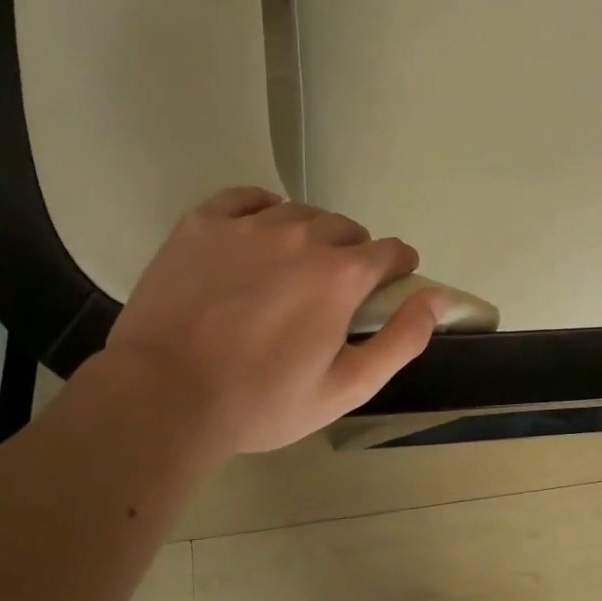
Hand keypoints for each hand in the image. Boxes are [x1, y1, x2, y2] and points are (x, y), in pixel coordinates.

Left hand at [104, 187, 441, 453]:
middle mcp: (302, 236)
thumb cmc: (261, 402)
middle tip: (331, 295)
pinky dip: (262, 211)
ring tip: (291, 270)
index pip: (391, 252)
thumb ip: (402, 339)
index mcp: (342, 275)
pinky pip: (248, 198)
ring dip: (309, 236)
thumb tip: (438, 298)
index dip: (397, 271)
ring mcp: (249, 225)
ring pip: (300, 214)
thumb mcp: (347, 388)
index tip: (386, 289)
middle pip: (347, 230)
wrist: (163, 397)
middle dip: (352, 256)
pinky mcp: (203, 223)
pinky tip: (257, 236)